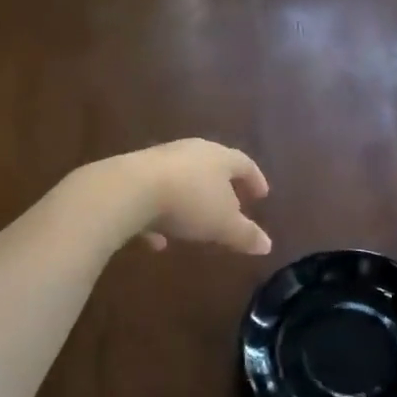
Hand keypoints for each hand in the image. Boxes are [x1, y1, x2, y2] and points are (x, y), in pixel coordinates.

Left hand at [103, 139, 272, 255]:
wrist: (128, 190)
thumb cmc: (189, 202)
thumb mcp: (223, 225)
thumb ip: (245, 235)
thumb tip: (267, 245)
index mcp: (219, 158)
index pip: (244, 164)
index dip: (255, 180)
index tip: (262, 195)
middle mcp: (191, 152)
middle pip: (212, 166)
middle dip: (222, 187)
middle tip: (231, 204)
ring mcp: (159, 160)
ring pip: (181, 180)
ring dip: (190, 201)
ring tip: (195, 225)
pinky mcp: (133, 175)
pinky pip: (153, 195)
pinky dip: (160, 215)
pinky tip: (157, 240)